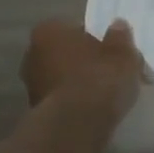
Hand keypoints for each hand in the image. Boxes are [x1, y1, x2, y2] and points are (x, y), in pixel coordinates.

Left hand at [20, 19, 143, 124]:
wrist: (77, 126)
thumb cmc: (98, 78)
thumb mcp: (121, 53)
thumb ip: (120, 37)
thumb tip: (118, 26)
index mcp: (48, 31)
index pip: (74, 28)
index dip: (95, 38)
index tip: (112, 51)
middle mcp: (32, 54)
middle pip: (66, 53)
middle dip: (84, 61)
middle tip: (110, 71)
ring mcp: (31, 85)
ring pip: (63, 77)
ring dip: (80, 83)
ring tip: (106, 93)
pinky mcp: (37, 112)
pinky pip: (62, 99)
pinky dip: (76, 102)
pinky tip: (95, 110)